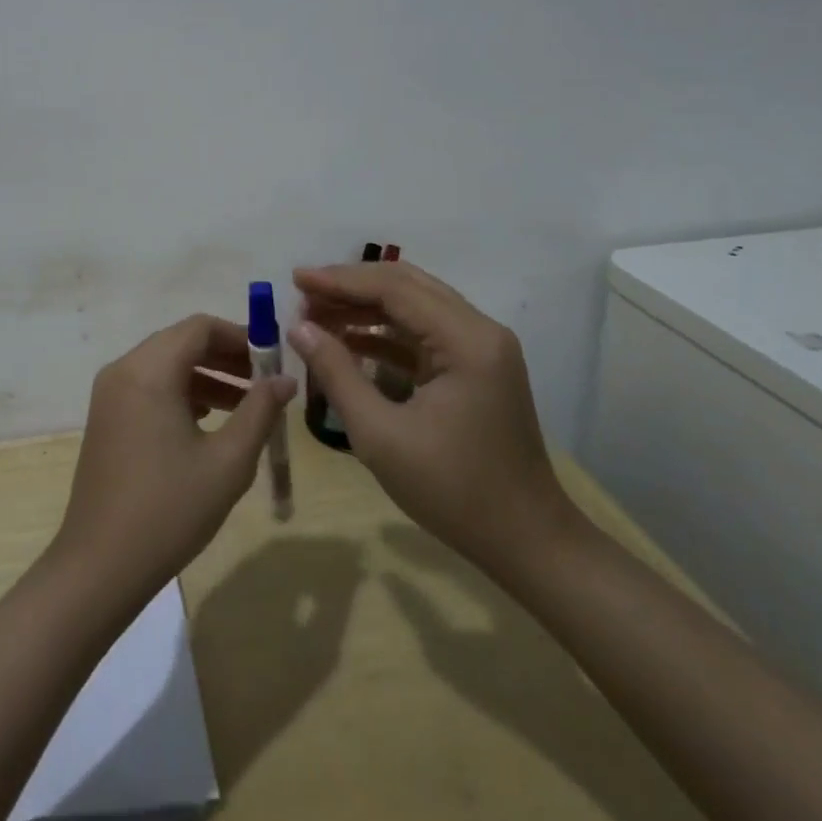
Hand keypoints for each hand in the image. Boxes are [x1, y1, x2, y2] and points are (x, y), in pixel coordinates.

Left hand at [50, 314, 295, 606]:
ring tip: (247, 405)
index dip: (241, 336)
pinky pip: (150, 387)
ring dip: (206, 376)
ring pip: (166, 365)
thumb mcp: (228, 461)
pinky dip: (182, 392)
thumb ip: (260, 411)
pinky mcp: (106, 418)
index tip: (273, 359)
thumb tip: (285, 380)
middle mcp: (124, 370)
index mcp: (149, 370)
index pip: (200, 327)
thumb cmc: (169, 510)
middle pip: (181, 342)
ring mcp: (110, 394)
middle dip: (226, 356)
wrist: (100, 566)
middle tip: (265, 381)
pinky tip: (210, 422)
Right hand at [287, 261, 573, 583]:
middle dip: (352, 286)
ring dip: (366, 307)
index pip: (395, 288)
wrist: (525, 541)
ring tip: (316, 314)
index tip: (296, 279)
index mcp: (466, 340)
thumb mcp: (380, 435)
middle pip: (407, 286)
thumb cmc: (452, 490)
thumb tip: (298, 328)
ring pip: (415, 307)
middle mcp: (480, 330)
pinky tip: (348, 340)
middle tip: (303, 293)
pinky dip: (385, 333)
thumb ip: (337, 373)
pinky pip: (424, 334)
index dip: (340, 280)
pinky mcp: (475, 368)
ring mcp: (481, 349)